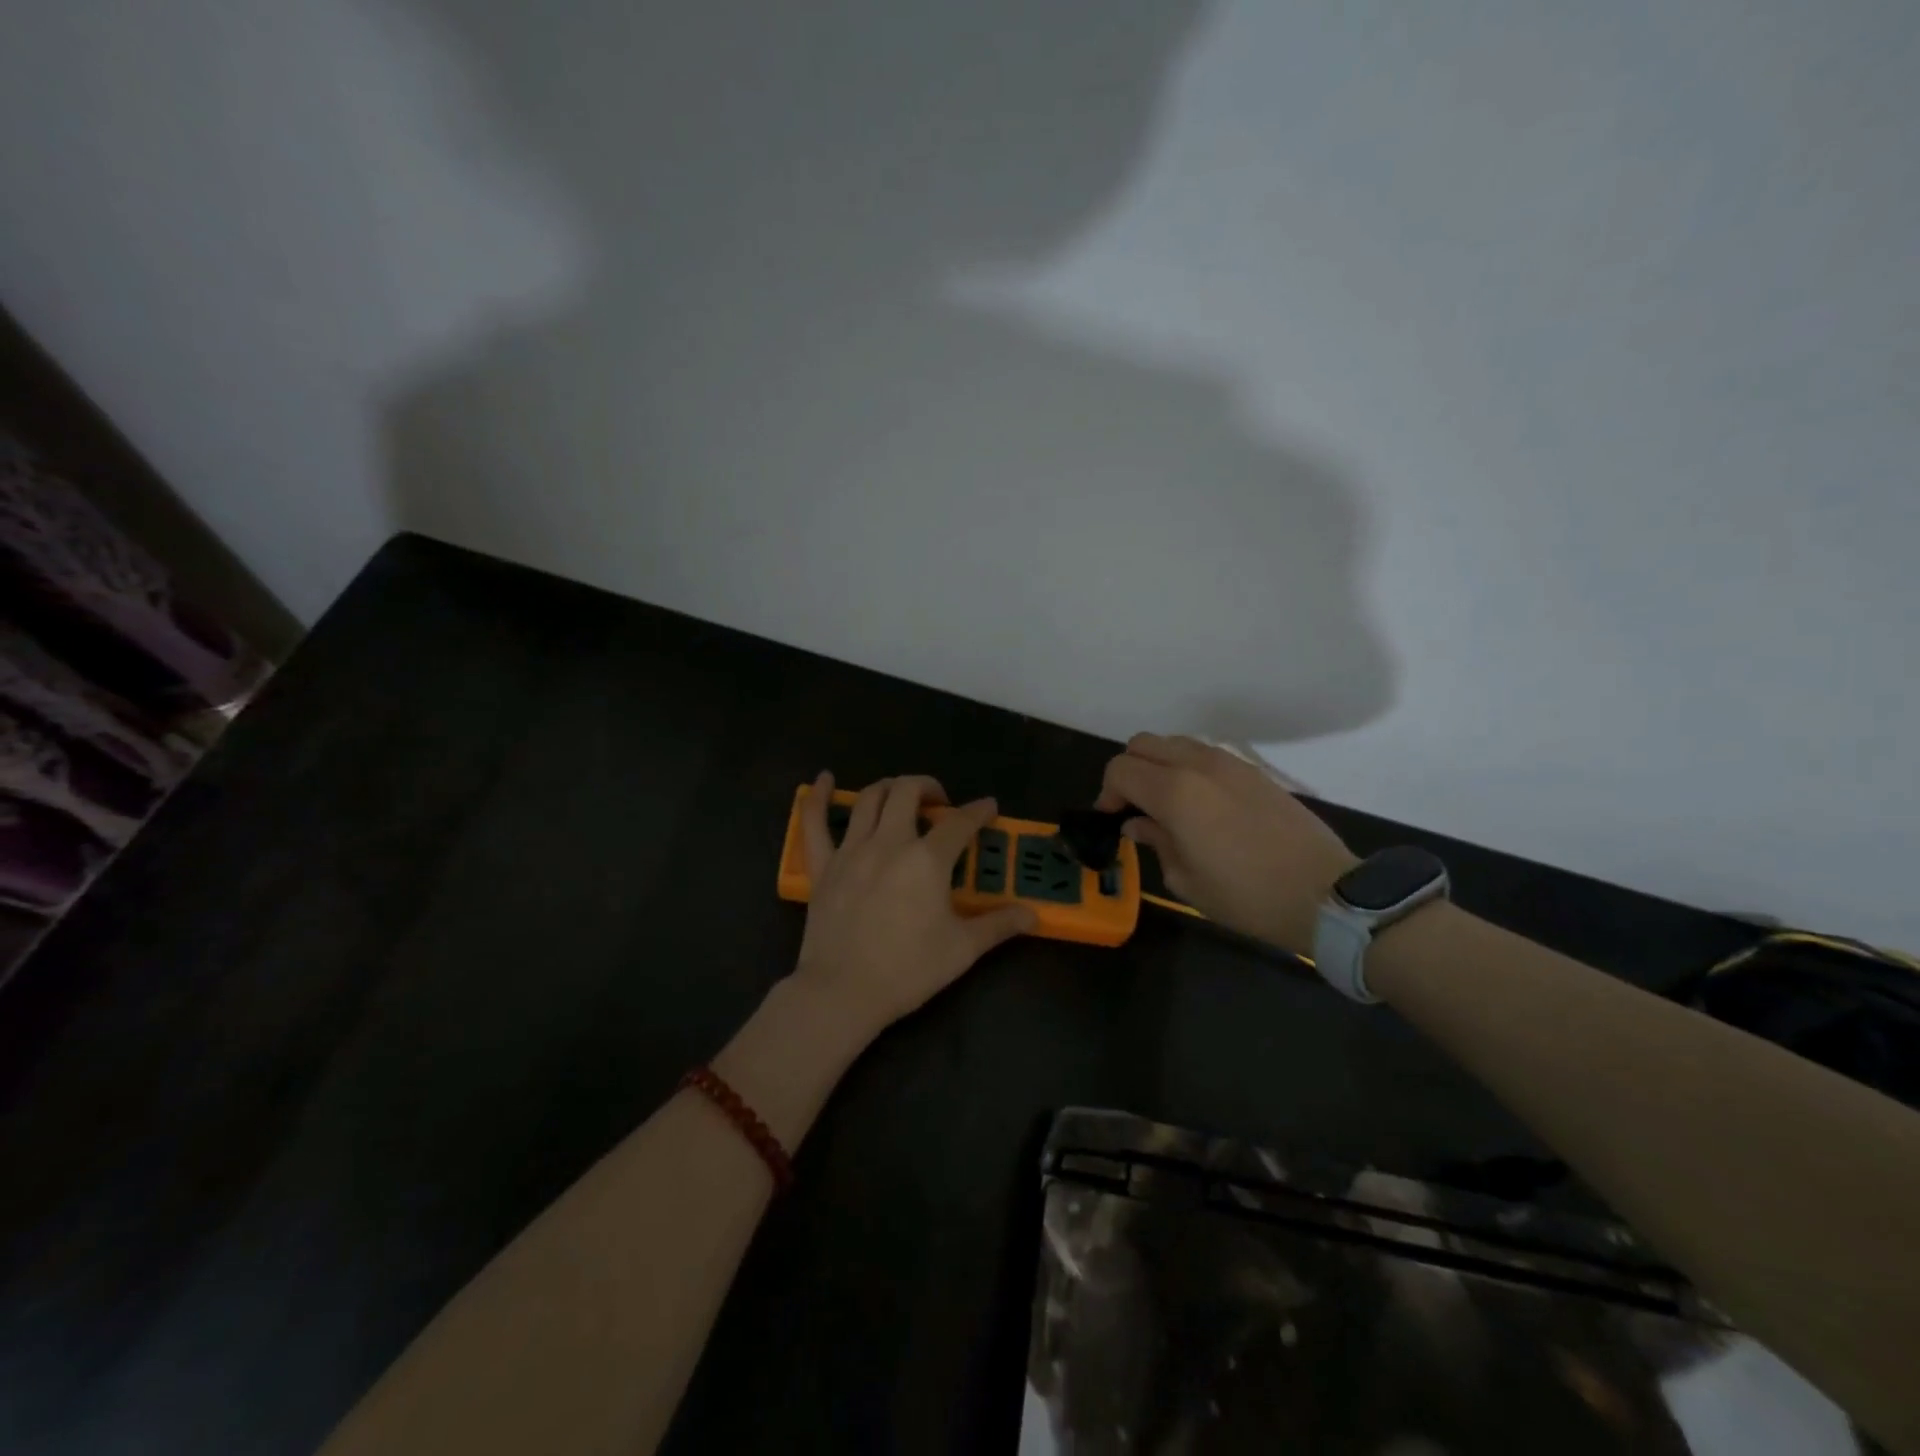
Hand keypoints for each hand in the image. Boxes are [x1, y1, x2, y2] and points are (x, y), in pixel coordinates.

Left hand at [791, 771, 1035, 1042]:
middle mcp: (889, 842)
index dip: (978, 810)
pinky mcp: (823, 866)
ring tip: (901, 795)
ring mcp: (851, 850)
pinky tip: (825, 779)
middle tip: (940, 803)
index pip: (959, 822)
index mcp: (927, 860)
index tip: (988, 808)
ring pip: (869, 798)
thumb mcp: (963, 949)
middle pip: (908, 792)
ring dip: (889, 788)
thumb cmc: (908, 970)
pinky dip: (819, 796)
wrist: (843, 992)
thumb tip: (1033, 916)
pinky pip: (814, 822)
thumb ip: (999, 925)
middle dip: (929, 786)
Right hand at [1096, 734, 1356, 955]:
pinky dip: (1188, 767)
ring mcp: (1229, 763)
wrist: (1325, 893)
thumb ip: (1155, 841)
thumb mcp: (1186, 880)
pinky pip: (1204, 753)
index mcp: (1175, 792)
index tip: (1114, 819)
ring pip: (1174, 742)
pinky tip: (1200, 804)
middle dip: (1129, 772)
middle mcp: (1198, 765)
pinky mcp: (1253, 770)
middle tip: (1135, 807)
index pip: (1120, 770)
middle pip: (1142, 744)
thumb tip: (1138, 822)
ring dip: (1159, 765)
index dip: (1107, 793)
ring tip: (1166, 803)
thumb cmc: (1247, 896)